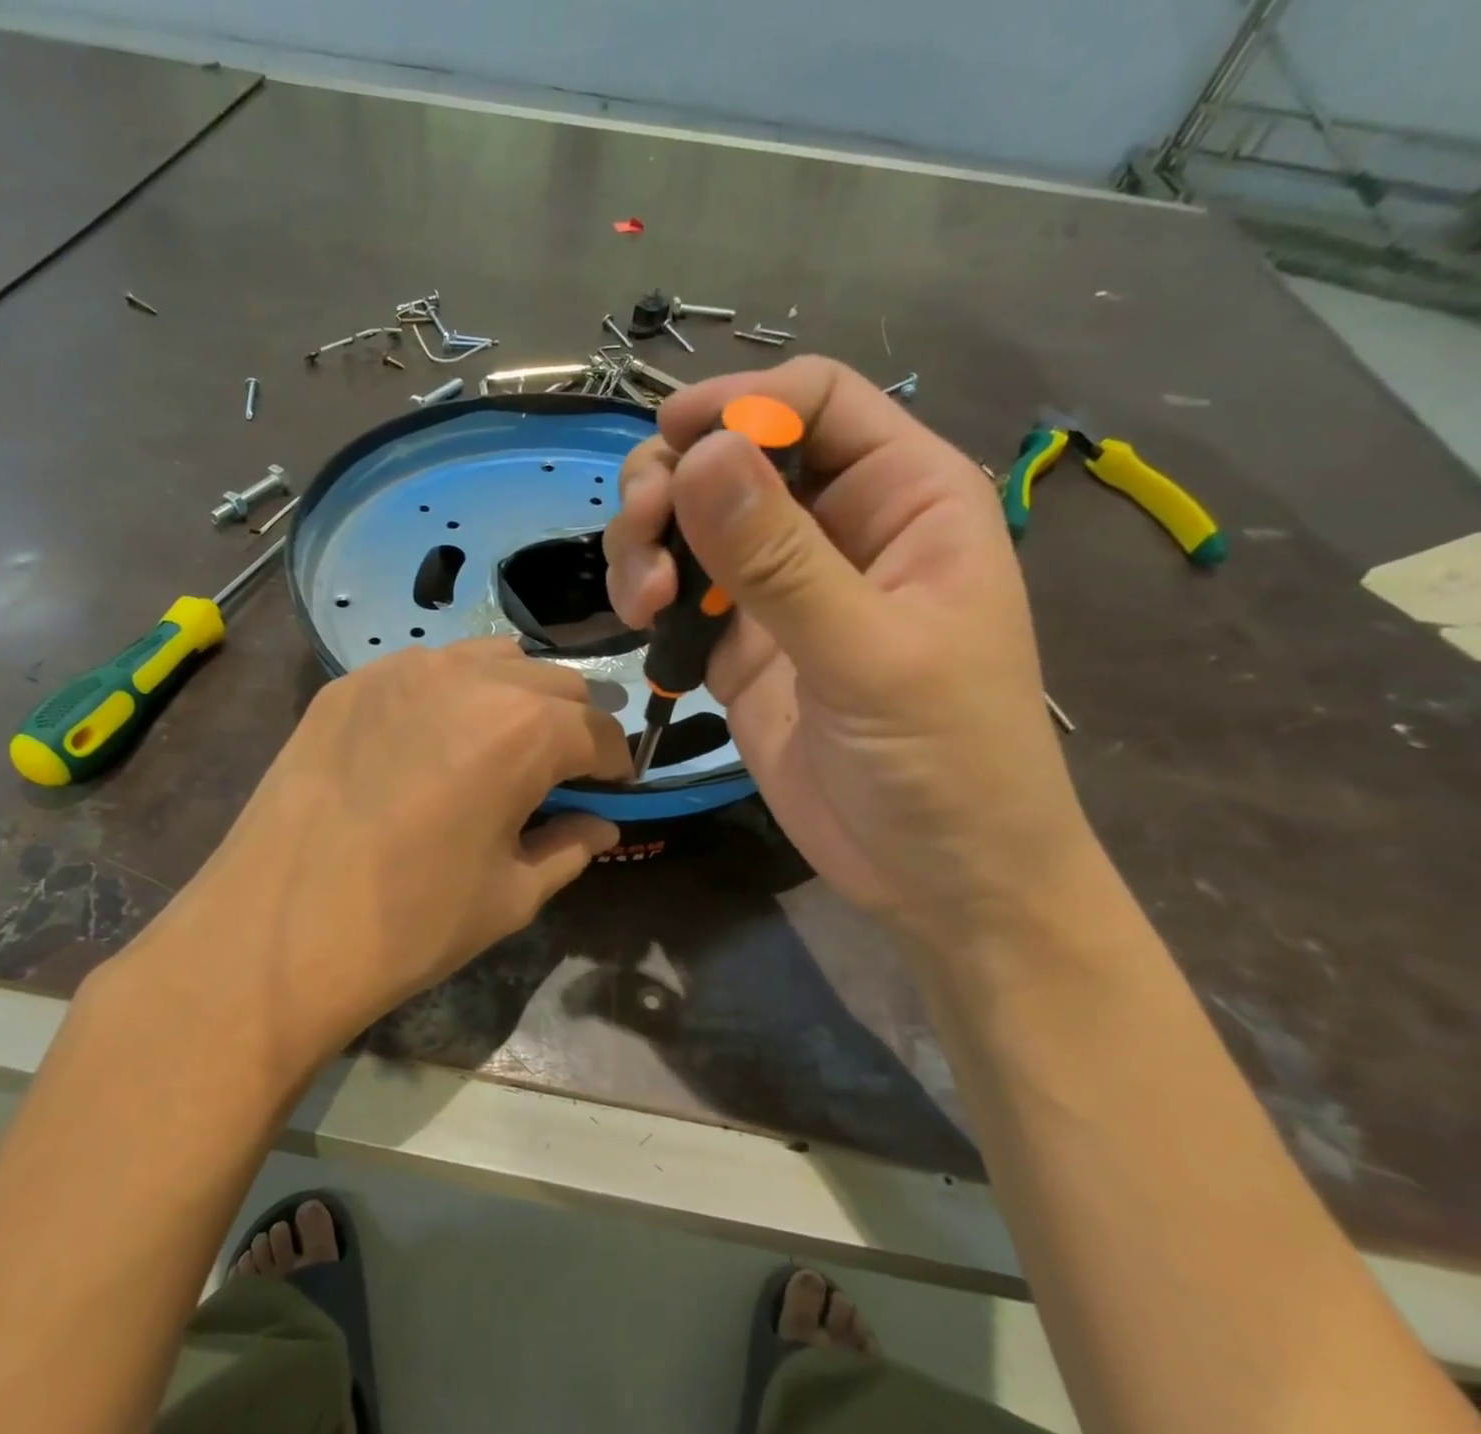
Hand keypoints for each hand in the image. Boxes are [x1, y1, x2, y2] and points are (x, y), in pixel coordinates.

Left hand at [119, 639, 630, 1062]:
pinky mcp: (350, 682)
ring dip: (515, 695)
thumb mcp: (511, 896)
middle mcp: (471, 678)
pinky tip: (429, 741)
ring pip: (492, 659)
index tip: (612, 788)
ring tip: (499, 744)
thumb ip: (569, 849)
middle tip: (561, 770)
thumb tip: (602, 826)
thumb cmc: (411, 923)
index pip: (599, 732)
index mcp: (525, 730)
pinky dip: (451, 693)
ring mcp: (402, 670)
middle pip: (554, 684)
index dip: (615, 763)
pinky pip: (425, 668)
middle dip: (572, 725)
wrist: (278, 931)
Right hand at [604, 356, 1091, 941]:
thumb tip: (698, 455)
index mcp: (904, 499)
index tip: (672, 442)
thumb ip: (779, 558)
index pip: (816, 403)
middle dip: (674, 482)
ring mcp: (782, 589)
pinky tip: (644, 624)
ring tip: (643, 598)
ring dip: (650, 540)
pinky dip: (650, 594)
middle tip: (641, 536)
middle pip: (736, 456)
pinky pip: (681, 592)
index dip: (742, 404)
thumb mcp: (867, 654)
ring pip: (694, 521)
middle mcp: (838, 529)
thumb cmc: (945, 761)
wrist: (935, 877)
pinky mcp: (741, 645)